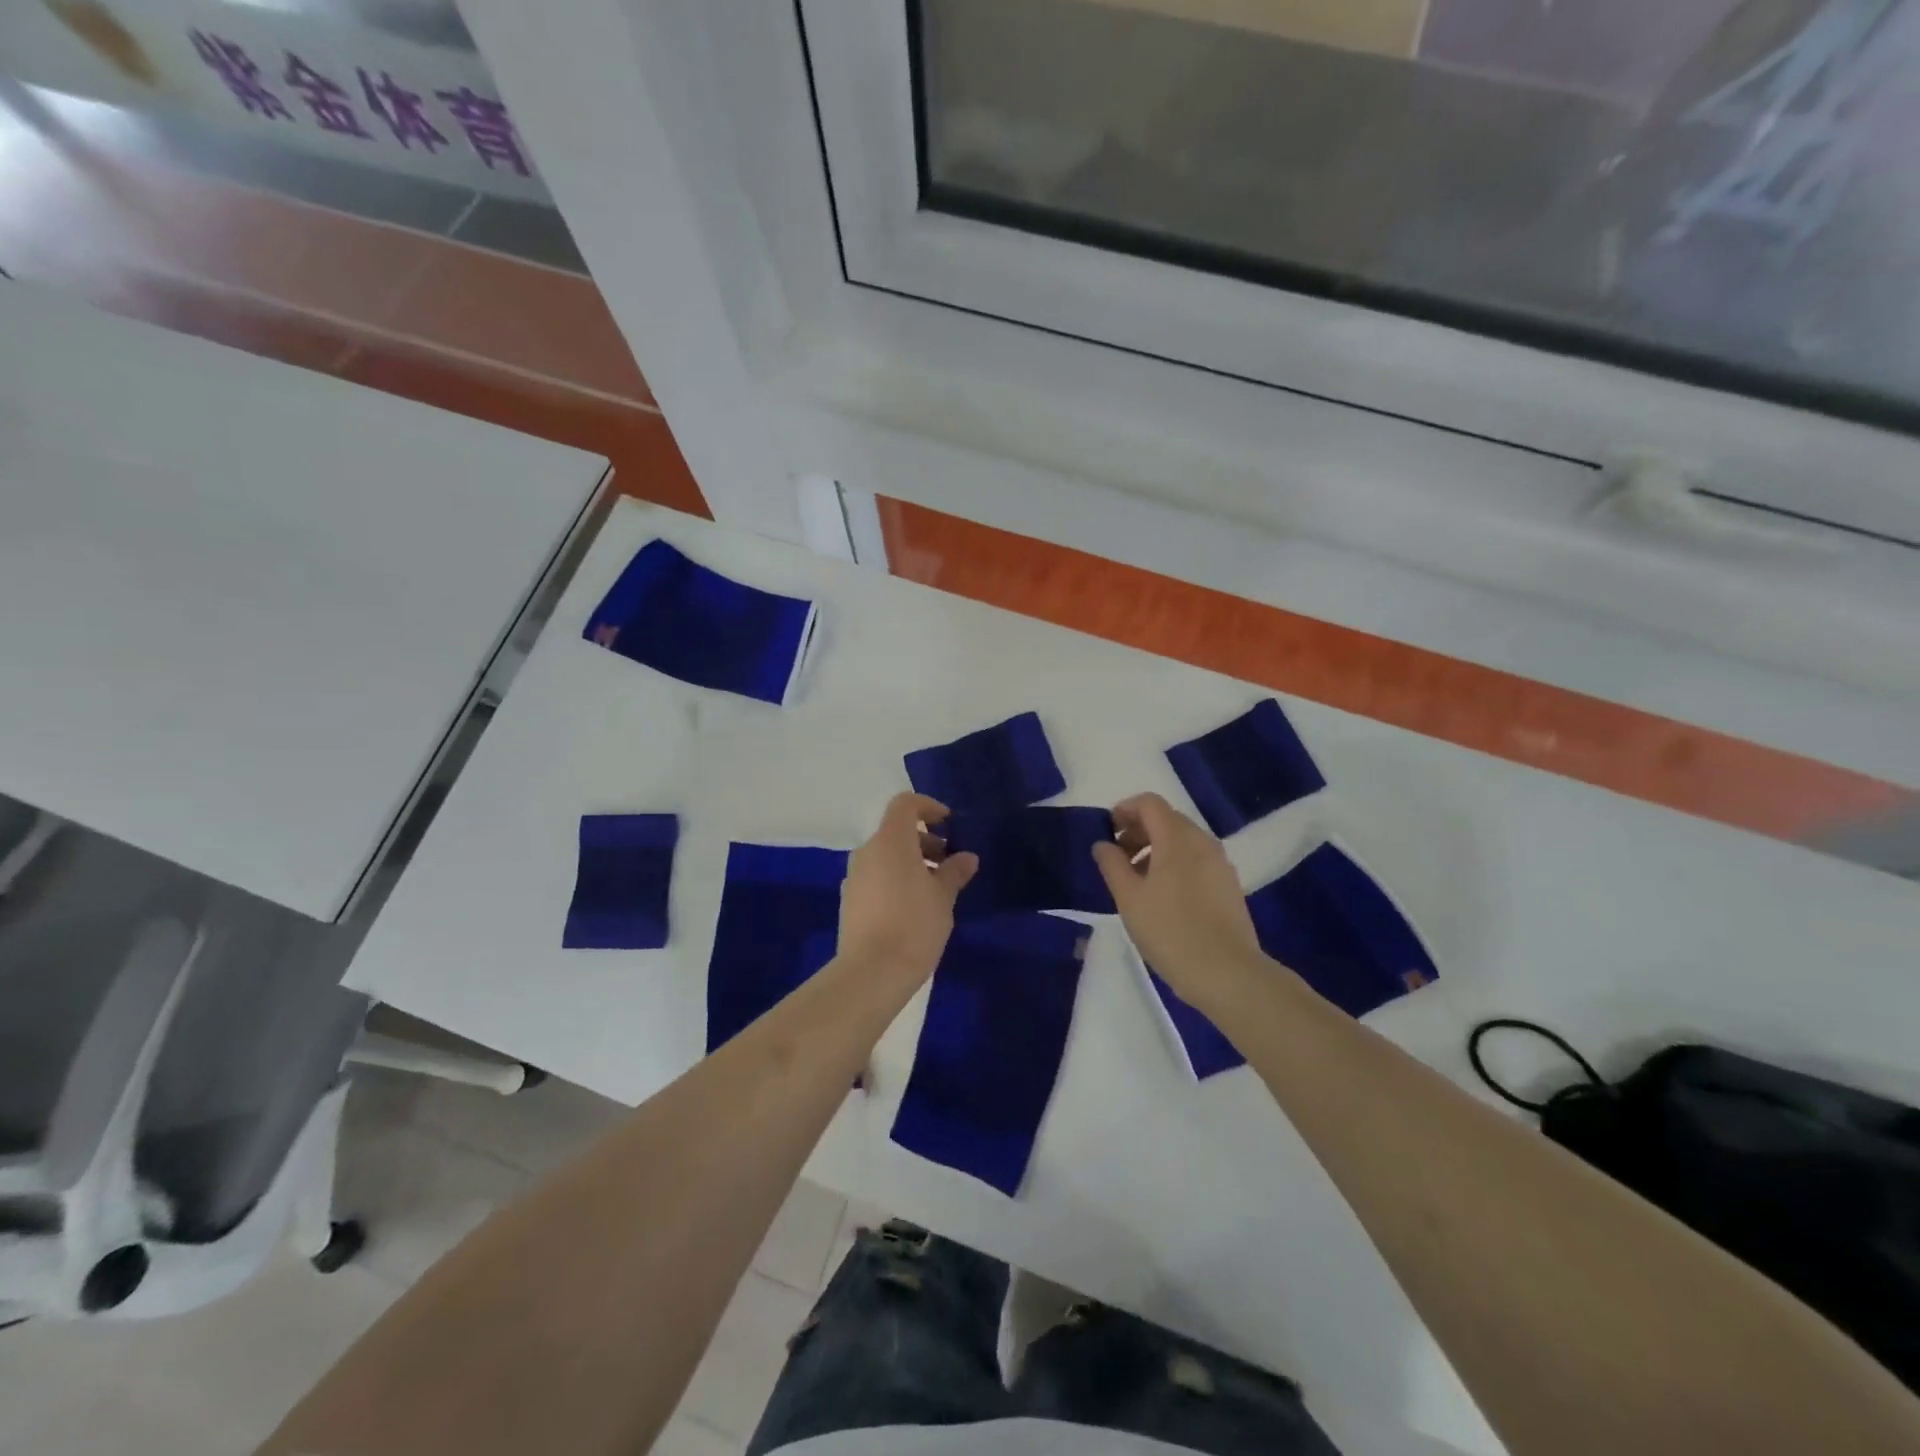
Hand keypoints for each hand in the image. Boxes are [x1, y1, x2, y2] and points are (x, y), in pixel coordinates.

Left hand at [838, 793, 977, 983]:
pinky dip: (895, 880)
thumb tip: (966, 857)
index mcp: (890, 841)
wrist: (871, 973)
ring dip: (910, 863)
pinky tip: (912, 908)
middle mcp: (867, 852)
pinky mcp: (849, 901)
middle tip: (948, 864)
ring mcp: (854, 877)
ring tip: (935, 890)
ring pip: (885, 856)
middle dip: (924, 841)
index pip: (905, 804)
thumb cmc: (914, 925)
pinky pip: (875, 878)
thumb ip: (955, 871)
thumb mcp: (943, 897)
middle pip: (895, 832)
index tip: (948, 823)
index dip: (928, 807)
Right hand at [1092, 793, 1268, 1016]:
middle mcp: (1203, 842)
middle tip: (1118, 857)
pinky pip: (1197, 860)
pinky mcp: (1229, 885)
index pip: (1150, 803)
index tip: (1107, 831)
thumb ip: (1112, 865)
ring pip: (1183, 841)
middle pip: (1167, 819)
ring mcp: (1220, 864)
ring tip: (1137, 881)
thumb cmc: (1170, 931)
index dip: (1125, 809)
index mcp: (1177, 838)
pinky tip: (1163, 897)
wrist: (1227, 974)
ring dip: (1156, 848)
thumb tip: (1103, 844)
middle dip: (1139, 830)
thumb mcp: (1129, 898)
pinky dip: (1175, 864)